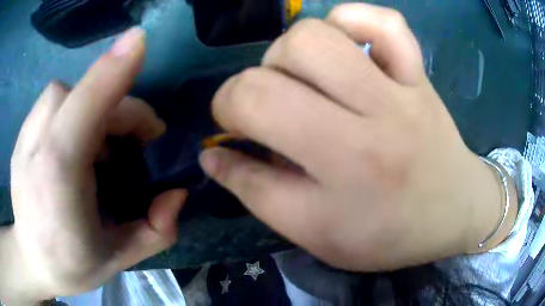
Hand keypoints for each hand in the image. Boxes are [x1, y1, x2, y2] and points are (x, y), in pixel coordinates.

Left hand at [4, 28, 185, 303]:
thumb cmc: (71, 265)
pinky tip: (74, 142)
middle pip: (79, 93)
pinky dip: (71, 109)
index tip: (140, 43)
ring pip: (63, 92)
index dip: (113, 70)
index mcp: (59, 177)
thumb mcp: (119, 258)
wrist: (31, 259)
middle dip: (116, 105)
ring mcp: (24, 137)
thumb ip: (155, 229)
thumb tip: (177, 192)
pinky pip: (52, 103)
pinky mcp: (21, 135)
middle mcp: (36, 146)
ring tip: (99, 145)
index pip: (85, 107)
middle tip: (135, 143)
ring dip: (91, 105)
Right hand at [200, 4, 516, 271]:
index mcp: (338, 180)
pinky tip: (345, 43)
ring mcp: (397, 91)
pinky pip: (382, 21)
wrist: (455, 211)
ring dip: (285, 54)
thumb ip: (257, 194)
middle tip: (264, 106)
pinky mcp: (418, 73)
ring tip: (300, 78)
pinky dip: (350, 20)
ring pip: (313, 37)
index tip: (229, 129)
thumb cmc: (390, 235)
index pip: (250, 128)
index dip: (223, 119)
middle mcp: (367, 128)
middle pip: (269, 77)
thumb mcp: (318, 235)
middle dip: (244, 89)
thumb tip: (212, 155)